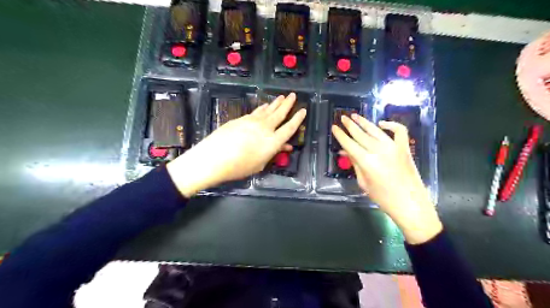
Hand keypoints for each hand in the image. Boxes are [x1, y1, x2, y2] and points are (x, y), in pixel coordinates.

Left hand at [165, 94, 306, 198]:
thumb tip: (284, 147)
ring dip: (276, 103)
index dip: (298, 119)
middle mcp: (265, 128)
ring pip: (268, 109)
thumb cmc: (239, 167)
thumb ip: (273, 153)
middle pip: (280, 113)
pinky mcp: (241, 119)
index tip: (303, 110)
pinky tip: (265, 106)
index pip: (289, 128)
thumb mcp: (260, 164)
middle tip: (293, 95)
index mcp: (273, 141)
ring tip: (282, 97)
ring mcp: (253, 121)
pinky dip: (263, 108)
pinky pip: (256, 111)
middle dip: (288, 104)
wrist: (214, 158)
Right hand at [330, 115, 441, 243]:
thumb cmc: (383, 198)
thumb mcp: (364, 183)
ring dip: (364, 122)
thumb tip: (345, 152)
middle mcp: (379, 150)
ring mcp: (393, 147)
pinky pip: (399, 131)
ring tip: (355, 116)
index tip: (334, 127)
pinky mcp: (404, 148)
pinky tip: (381, 124)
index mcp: (367, 161)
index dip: (340, 135)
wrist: (410, 204)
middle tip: (342, 117)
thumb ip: (355, 164)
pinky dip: (391, 124)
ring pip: (375, 130)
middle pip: (360, 134)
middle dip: (350, 125)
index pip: (349, 144)